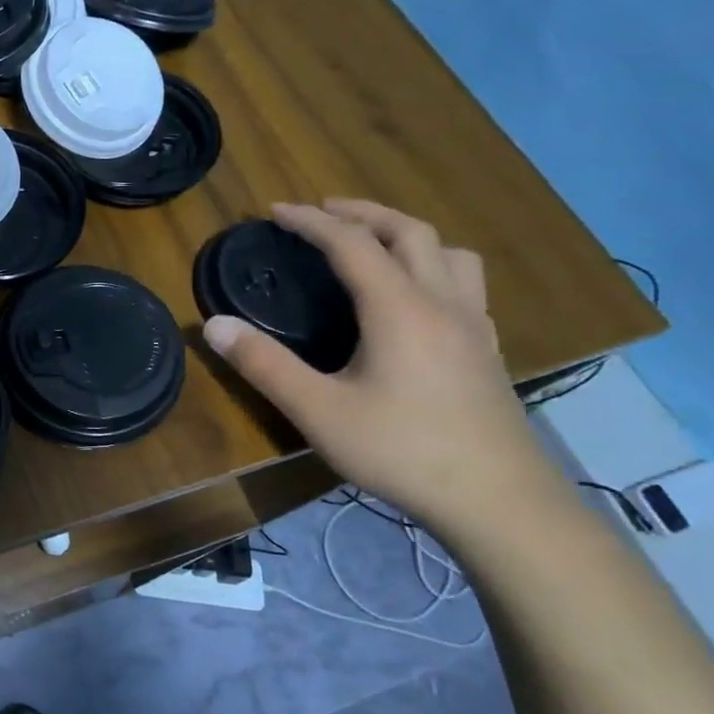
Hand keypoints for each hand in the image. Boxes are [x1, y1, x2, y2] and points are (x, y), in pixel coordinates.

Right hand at [203, 200, 564, 532]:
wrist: (499, 502)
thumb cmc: (402, 451)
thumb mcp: (317, 411)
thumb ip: (264, 364)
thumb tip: (215, 324)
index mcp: (400, 309)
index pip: (352, 243)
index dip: (311, 221)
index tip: (275, 210)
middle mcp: (443, 304)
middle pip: (410, 232)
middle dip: (363, 212)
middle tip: (323, 212)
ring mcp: (474, 327)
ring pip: (450, 253)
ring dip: (407, 235)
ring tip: (374, 244)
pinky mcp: (488, 352)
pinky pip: (465, 285)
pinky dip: (433, 268)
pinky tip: (416, 298)